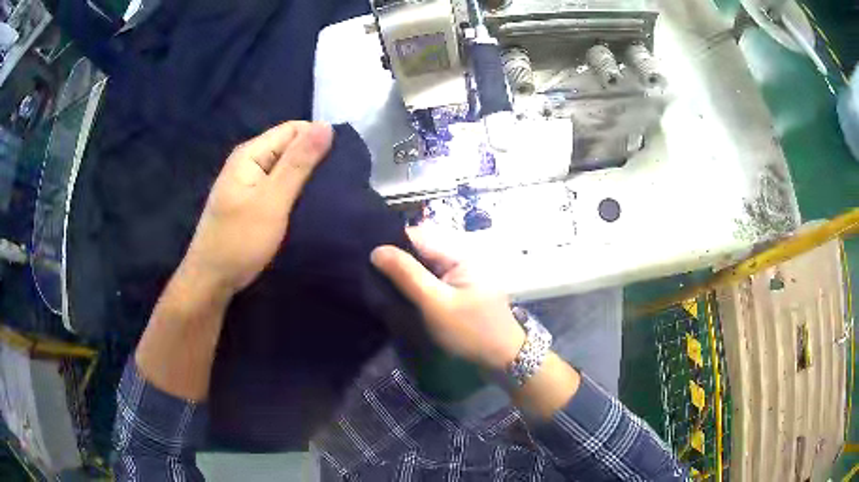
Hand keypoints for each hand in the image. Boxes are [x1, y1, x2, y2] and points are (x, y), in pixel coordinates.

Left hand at [181, 121, 332, 296]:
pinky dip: (294, 192)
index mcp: (250, 153)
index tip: (340, 164)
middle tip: (336, 184)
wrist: (212, 280)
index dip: (317, 140)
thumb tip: (326, 125)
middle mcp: (248, 161)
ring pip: (285, 168)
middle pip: (289, 146)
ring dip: (305, 178)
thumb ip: (298, 163)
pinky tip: (308, 205)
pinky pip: (278, 186)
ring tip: (328, 194)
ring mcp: (248, 182)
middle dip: (313, 160)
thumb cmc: (240, 240)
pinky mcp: (251, 201)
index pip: (293, 129)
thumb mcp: (272, 200)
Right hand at [371, 227, 525, 372]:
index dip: (391, 243)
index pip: (417, 235)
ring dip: (404, 271)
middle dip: (396, 258)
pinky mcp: (458, 286)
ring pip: (423, 262)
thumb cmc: (471, 331)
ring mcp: (460, 271)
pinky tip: (400, 291)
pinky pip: (431, 276)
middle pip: (420, 247)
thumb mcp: (435, 304)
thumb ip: (407, 275)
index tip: (367, 259)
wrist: (503, 357)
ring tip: (379, 282)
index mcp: (459, 252)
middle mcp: (460, 255)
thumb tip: (376, 250)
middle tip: (369, 273)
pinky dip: (415, 282)